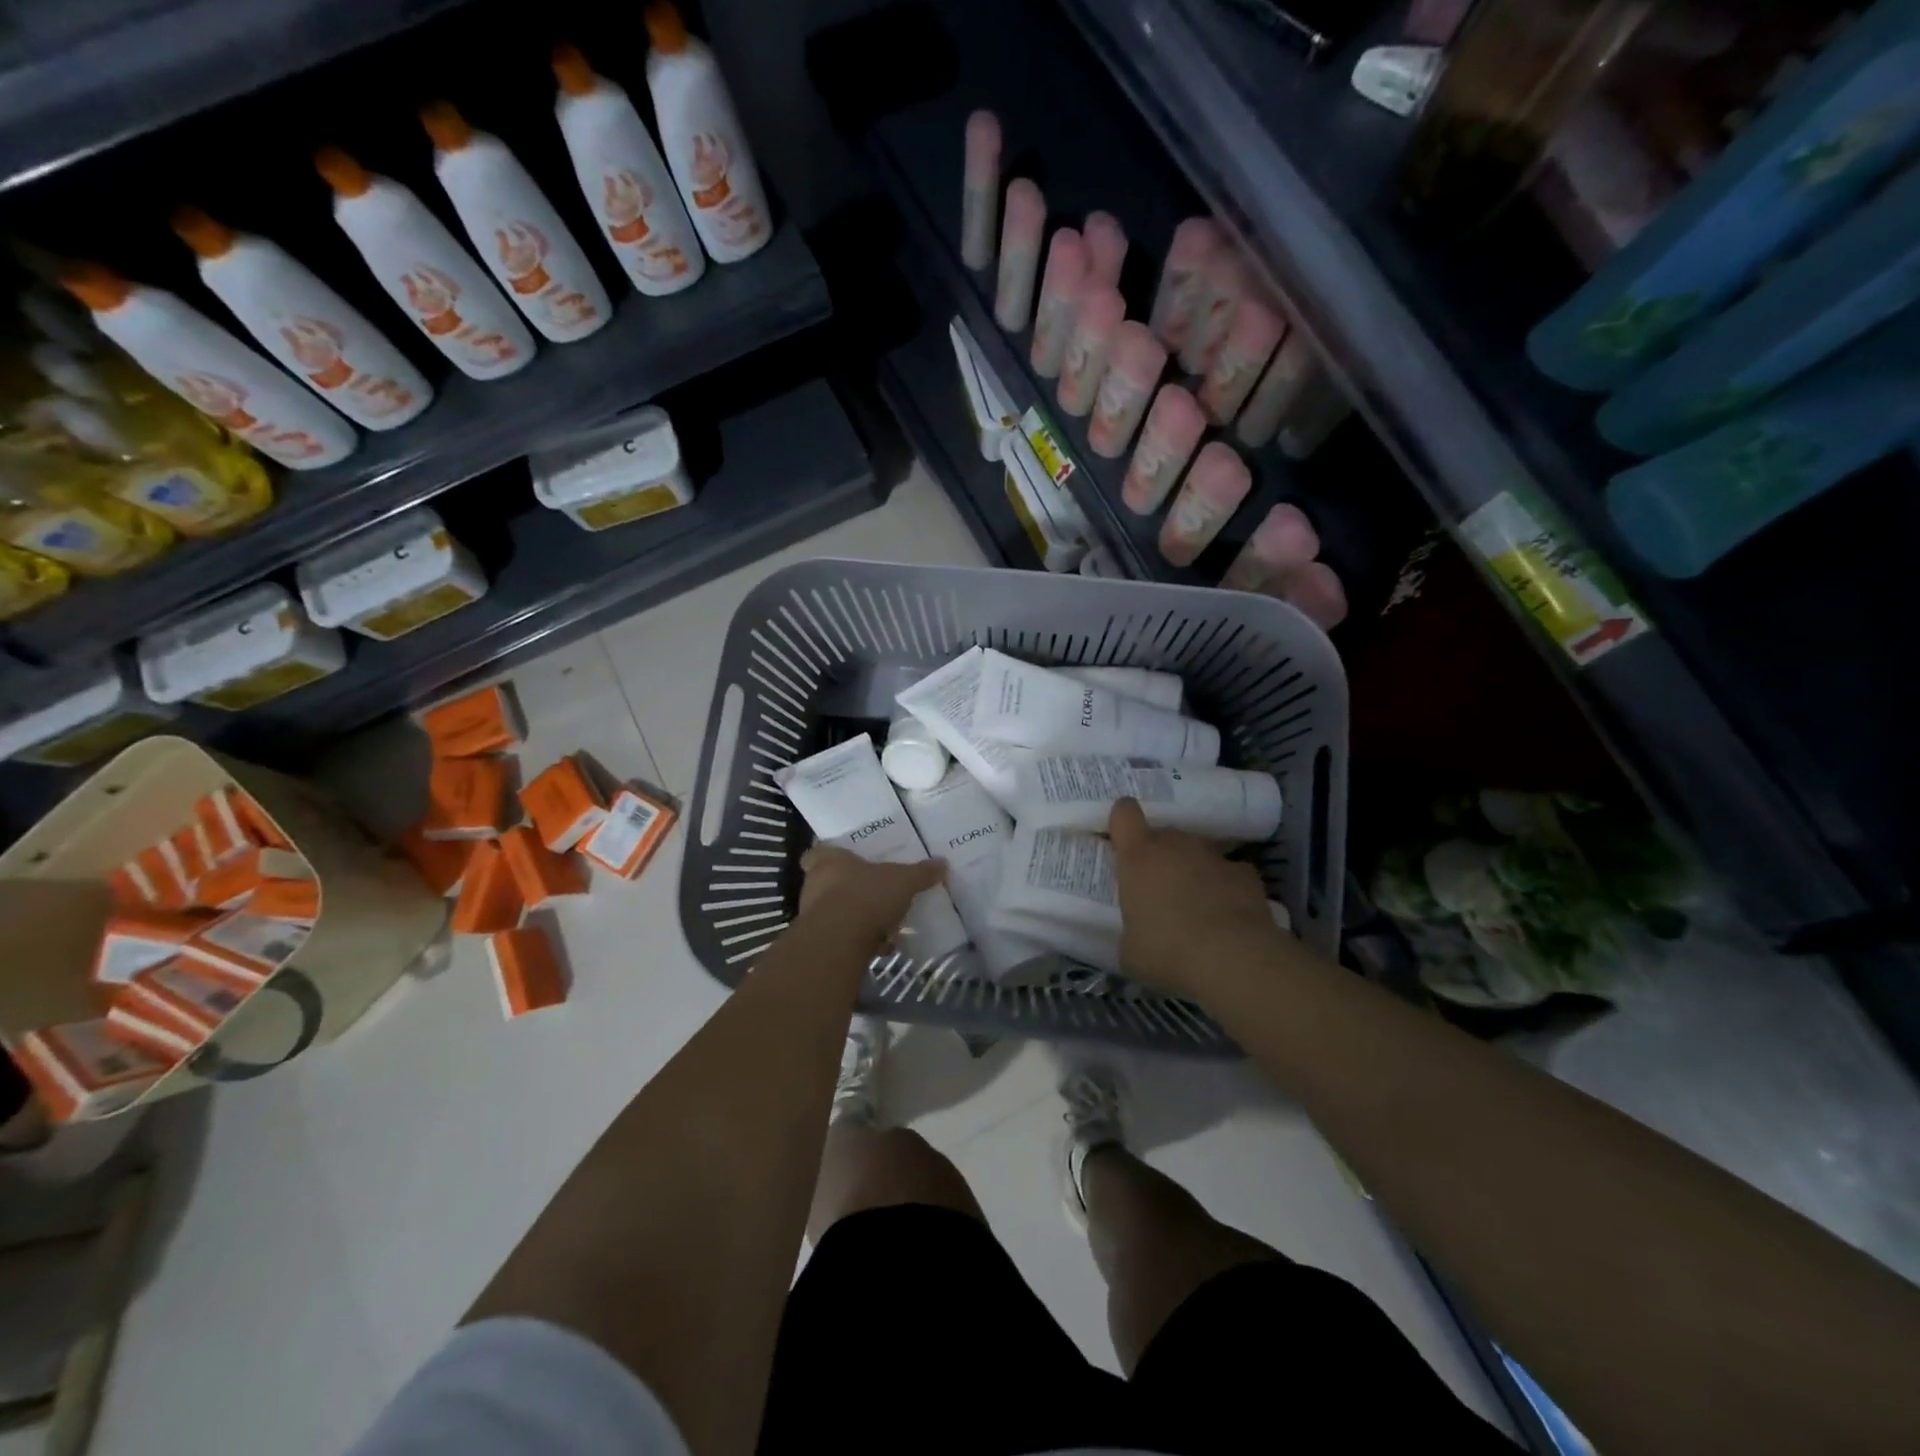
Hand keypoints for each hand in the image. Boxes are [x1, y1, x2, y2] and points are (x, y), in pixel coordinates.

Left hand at [798, 846, 944, 952]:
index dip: (830, 856)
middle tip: (875, 892)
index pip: (816, 852)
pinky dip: (861, 942)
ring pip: (836, 912)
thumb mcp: (902, 880)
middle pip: (829, 883)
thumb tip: (942, 863)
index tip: (847, 861)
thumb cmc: (866, 895)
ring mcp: (814, 916)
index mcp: (829, 861)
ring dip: (857, 917)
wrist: (839, 941)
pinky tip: (883, 947)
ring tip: (886, 923)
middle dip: (851, 889)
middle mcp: (815, 884)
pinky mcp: (820, 942)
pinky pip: (843, 937)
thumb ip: (920, 872)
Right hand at [1109, 798, 1287, 999]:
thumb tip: (1137, 936)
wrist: (1233, 959)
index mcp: (1139, 856)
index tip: (1122, 842)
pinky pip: (1228, 873)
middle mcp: (1176, 845)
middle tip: (1159, 891)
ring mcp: (1213, 856)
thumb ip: (1130, 930)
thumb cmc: (1167, 950)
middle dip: (1160, 857)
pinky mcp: (1246, 873)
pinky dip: (1226, 888)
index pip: (1124, 813)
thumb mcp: (1130, 950)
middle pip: (1163, 835)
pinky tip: (1228, 917)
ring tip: (1196, 907)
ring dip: (1193, 871)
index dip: (1122, 823)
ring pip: (1197, 853)